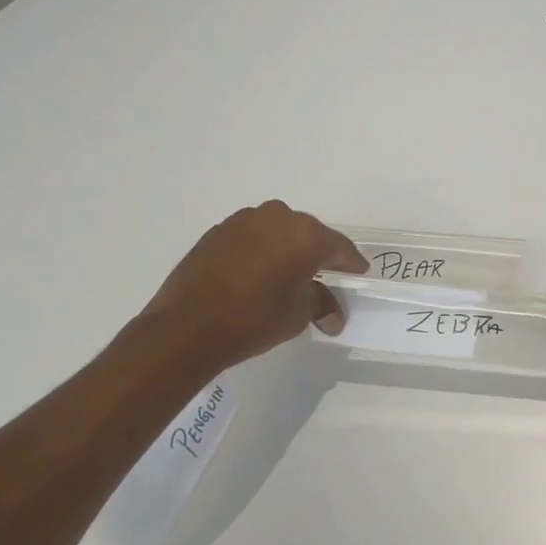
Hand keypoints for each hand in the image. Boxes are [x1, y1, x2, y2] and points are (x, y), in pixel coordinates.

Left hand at [137, 201, 367, 374]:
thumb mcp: (297, 315)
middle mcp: (277, 217)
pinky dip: (260, 250)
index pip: (339, 248)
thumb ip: (320, 304)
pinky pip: (252, 237)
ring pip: (278, 231)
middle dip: (317, 255)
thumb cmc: (253, 320)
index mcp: (305, 235)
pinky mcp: (219, 230)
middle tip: (324, 277)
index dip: (351, 263)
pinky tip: (257, 273)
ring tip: (286, 275)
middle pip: (309, 234)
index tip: (359, 273)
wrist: (186, 327)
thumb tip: (333, 314)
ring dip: (286, 249)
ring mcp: (244, 220)